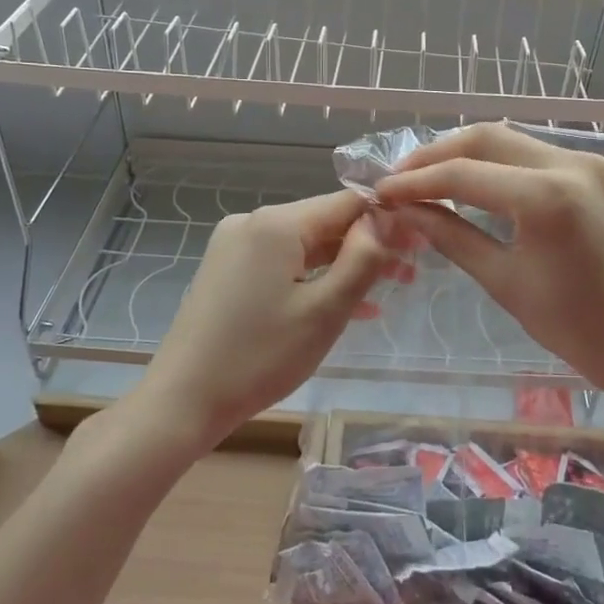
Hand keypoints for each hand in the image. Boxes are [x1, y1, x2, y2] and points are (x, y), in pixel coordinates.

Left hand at [134, 191, 402, 452]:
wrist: (183, 400)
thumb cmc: (260, 356)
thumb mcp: (325, 311)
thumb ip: (363, 259)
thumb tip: (386, 220)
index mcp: (276, 223)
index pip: (346, 203)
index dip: (387, 219)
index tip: (420, 243)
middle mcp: (252, 222)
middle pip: (324, 222)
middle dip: (368, 245)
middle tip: (410, 272)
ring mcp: (234, 245)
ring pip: (304, 245)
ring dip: (343, 264)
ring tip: (386, 290)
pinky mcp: (226, 270)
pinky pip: (282, 263)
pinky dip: (313, 277)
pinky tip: (342, 303)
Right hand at [377, 123, 603, 415]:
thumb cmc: (580, 330)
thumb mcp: (506, 282)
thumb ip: (451, 237)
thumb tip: (404, 211)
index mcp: (547, 196)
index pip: (462, 174)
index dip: (414, 181)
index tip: (381, 192)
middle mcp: (573, 163)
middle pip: (487, 138)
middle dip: (437, 154)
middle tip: (402, 179)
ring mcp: (596, 163)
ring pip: (516, 141)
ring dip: (470, 153)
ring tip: (433, 178)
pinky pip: (544, 155)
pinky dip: (506, 164)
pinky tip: (483, 183)